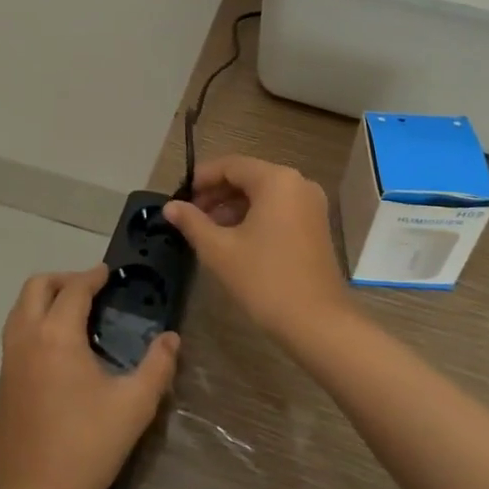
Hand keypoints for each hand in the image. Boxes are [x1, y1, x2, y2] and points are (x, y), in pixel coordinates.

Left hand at [0, 265, 178, 488]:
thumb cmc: (86, 448)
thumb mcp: (134, 406)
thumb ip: (158, 366)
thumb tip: (171, 338)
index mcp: (56, 335)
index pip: (74, 288)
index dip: (93, 276)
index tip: (109, 273)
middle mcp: (27, 338)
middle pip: (37, 287)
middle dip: (63, 279)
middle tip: (90, 290)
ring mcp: (9, 362)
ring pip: (20, 309)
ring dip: (45, 299)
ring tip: (74, 314)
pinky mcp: (2, 385)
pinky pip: (15, 334)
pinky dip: (34, 323)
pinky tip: (57, 349)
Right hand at [163, 155, 352, 346]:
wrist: (317, 323)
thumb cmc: (265, 280)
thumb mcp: (220, 250)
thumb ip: (192, 223)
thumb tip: (170, 206)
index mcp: (276, 180)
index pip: (231, 165)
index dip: (202, 178)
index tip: (180, 197)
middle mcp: (297, 183)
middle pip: (248, 177)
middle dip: (217, 193)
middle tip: (190, 215)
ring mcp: (310, 204)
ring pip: (263, 194)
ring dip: (234, 206)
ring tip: (207, 229)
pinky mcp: (315, 225)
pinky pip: (278, 208)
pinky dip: (255, 216)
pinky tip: (234, 238)